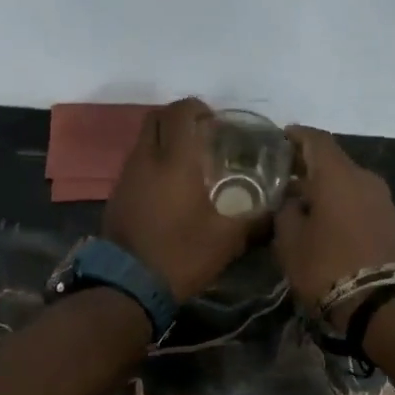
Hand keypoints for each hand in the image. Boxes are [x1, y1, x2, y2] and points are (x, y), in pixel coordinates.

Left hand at [104, 98, 260, 301]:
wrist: (128, 285)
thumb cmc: (181, 254)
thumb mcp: (227, 240)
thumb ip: (255, 220)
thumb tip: (278, 211)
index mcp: (175, 160)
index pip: (180, 112)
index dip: (198, 109)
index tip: (216, 123)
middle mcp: (146, 158)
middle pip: (156, 117)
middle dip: (178, 118)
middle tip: (202, 136)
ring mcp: (127, 175)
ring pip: (143, 140)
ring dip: (164, 141)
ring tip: (189, 163)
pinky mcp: (117, 194)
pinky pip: (136, 163)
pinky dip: (153, 162)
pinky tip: (170, 188)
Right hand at [273, 126, 394, 321]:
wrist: (383, 303)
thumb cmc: (328, 266)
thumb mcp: (291, 242)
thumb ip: (286, 213)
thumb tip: (292, 202)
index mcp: (338, 175)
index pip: (316, 139)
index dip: (295, 136)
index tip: (278, 139)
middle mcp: (364, 178)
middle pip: (333, 160)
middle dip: (307, 164)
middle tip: (282, 174)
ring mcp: (382, 199)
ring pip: (347, 181)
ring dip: (324, 186)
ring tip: (299, 200)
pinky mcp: (391, 220)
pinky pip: (359, 200)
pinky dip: (340, 202)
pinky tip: (323, 218)